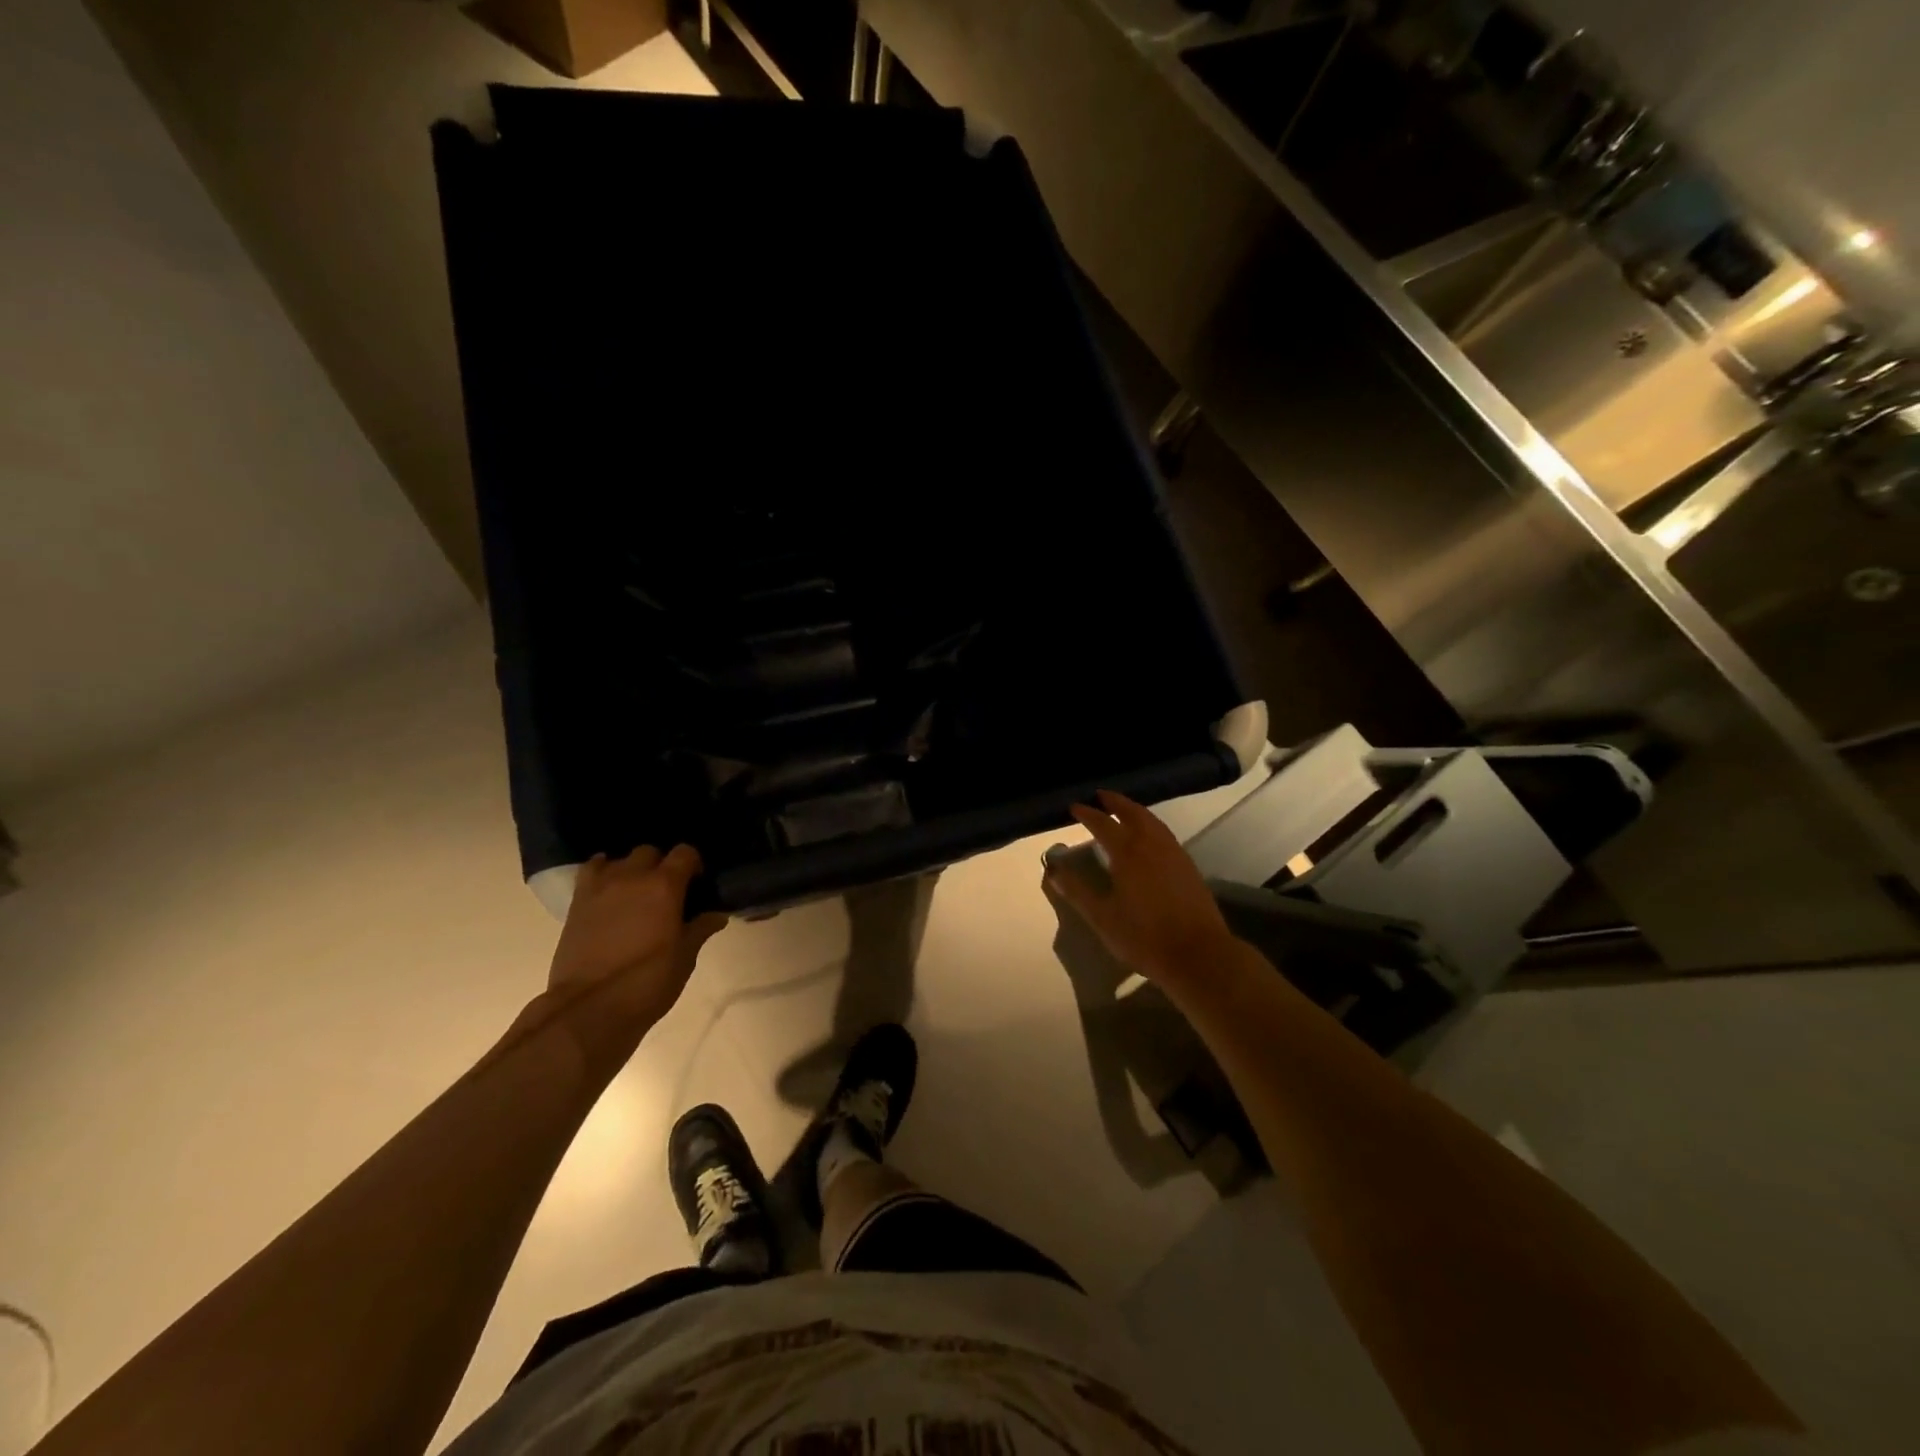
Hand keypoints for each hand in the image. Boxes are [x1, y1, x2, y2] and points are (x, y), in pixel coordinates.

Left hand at [545, 845, 728, 1042]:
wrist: (590, 1008)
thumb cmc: (648, 982)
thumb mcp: (684, 958)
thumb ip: (700, 929)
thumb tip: (716, 914)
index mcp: (665, 887)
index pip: (685, 853)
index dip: (693, 864)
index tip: (697, 884)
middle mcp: (632, 877)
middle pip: (649, 852)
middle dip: (660, 865)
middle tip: (666, 891)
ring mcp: (600, 888)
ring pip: (618, 859)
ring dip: (630, 869)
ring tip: (634, 892)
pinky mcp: (576, 903)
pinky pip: (590, 872)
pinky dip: (601, 873)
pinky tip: (608, 892)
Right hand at [1044, 790, 1240, 986]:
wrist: (1198, 954)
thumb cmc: (1144, 937)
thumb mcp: (1103, 918)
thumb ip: (1078, 892)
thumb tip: (1054, 872)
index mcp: (1127, 854)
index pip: (1103, 824)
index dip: (1088, 814)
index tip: (1075, 806)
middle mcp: (1151, 846)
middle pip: (1133, 813)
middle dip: (1116, 802)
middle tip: (1101, 795)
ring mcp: (1174, 854)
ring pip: (1153, 822)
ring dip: (1136, 810)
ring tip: (1124, 809)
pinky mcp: (1188, 866)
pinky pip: (1165, 834)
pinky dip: (1151, 825)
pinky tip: (1149, 837)